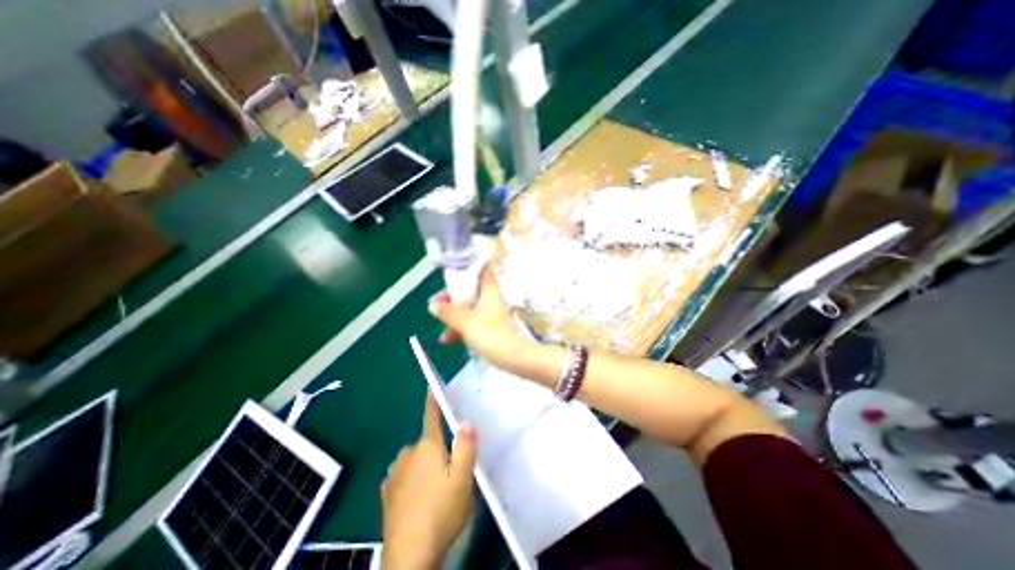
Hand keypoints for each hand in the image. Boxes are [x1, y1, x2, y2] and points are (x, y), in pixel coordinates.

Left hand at [383, 393, 478, 569]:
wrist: (409, 557)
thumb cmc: (441, 511)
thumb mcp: (463, 479)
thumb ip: (466, 447)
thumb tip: (466, 421)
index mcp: (427, 446)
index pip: (431, 416)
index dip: (432, 400)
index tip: (432, 385)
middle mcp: (407, 454)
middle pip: (425, 442)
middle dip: (437, 448)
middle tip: (451, 468)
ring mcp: (394, 474)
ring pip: (414, 459)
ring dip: (424, 464)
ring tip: (436, 486)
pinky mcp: (387, 494)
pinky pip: (403, 475)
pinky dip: (411, 479)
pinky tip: (418, 497)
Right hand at [427, 270, 533, 371]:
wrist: (513, 356)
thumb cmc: (489, 334)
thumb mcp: (464, 322)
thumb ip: (448, 312)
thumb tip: (433, 305)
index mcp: (489, 291)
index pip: (480, 271)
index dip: (465, 271)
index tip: (449, 278)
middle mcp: (491, 299)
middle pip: (469, 292)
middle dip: (451, 300)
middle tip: (435, 306)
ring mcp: (492, 313)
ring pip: (470, 309)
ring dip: (454, 317)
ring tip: (441, 331)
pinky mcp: (492, 327)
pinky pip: (474, 321)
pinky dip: (462, 327)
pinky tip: (449, 339)